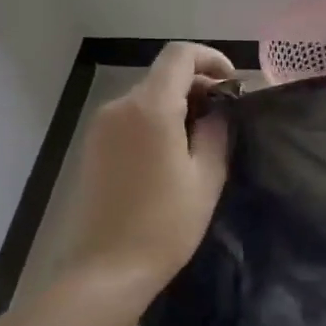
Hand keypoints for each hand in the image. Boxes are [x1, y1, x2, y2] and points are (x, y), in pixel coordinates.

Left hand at [58, 42, 236, 314]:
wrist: (106, 270)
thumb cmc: (164, 224)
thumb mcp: (206, 177)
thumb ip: (216, 131)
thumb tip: (218, 108)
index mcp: (150, 107)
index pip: (180, 54)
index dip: (211, 58)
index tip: (232, 84)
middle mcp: (120, 106)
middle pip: (163, 75)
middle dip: (198, 85)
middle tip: (225, 116)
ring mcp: (101, 126)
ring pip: (147, 97)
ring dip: (177, 105)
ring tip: (202, 138)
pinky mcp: (92, 147)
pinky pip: (131, 118)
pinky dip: (156, 121)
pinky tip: (171, 154)